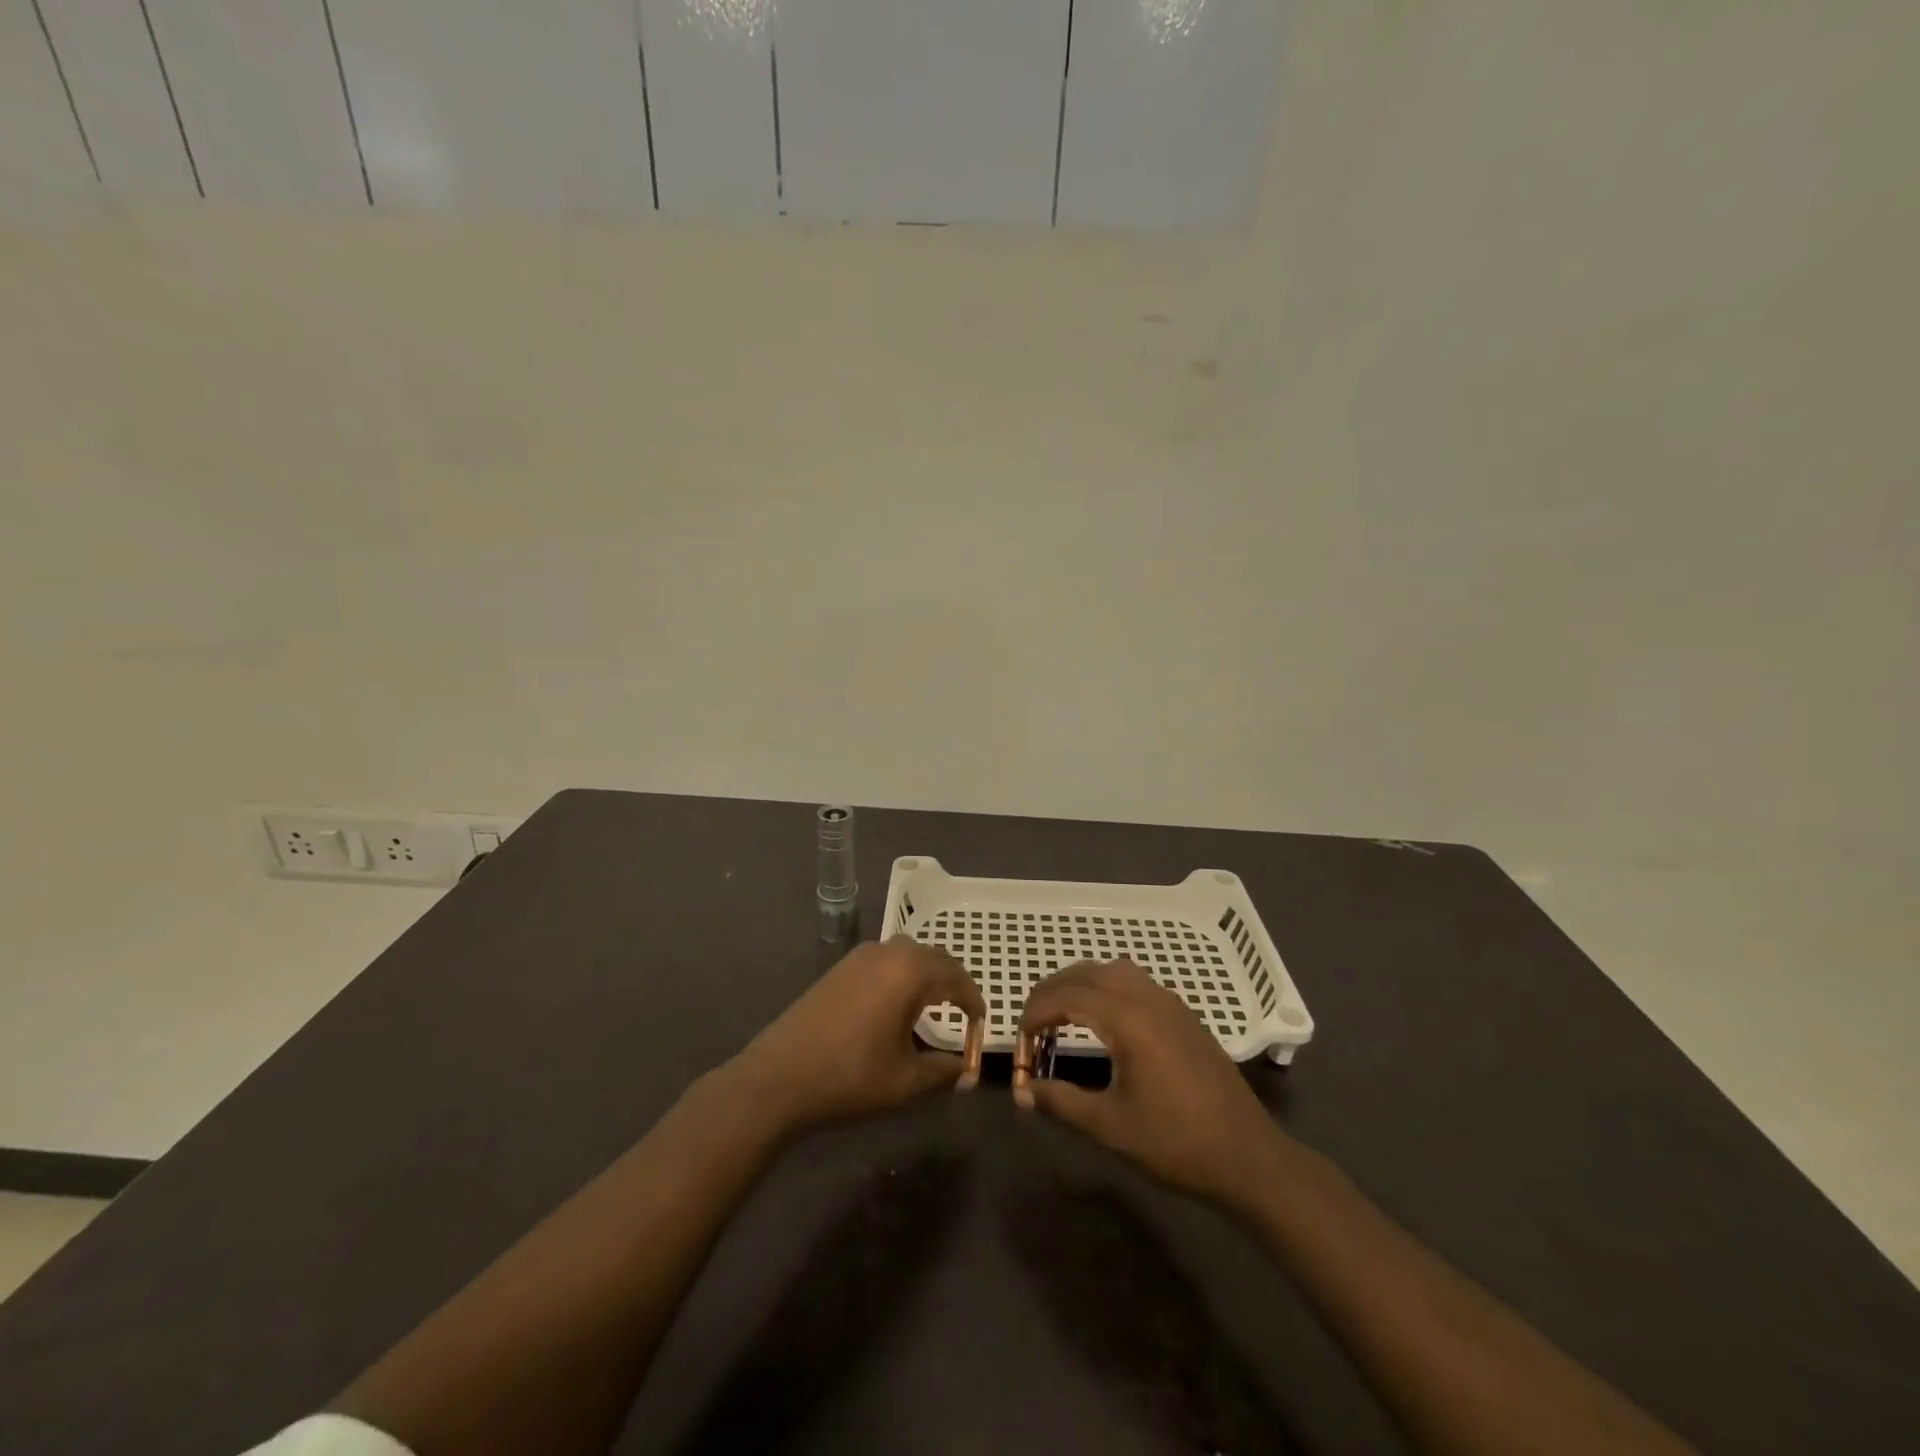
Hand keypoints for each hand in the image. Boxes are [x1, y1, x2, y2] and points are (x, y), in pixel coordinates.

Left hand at [729, 939, 985, 1131]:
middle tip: (963, 1012)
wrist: (777, 1079)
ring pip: (908, 954)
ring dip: (927, 974)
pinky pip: (885, 960)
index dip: (973, 1001)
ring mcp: (860, 956)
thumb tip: (966, 1071)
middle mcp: (887, 952)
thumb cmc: (849, 1078)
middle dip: (953, 982)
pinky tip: (896, 1004)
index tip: (980, 1025)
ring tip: (933, 1005)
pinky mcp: (840, 967)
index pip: (956, 977)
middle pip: (934, 957)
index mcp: (909, 972)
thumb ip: (943, 1071)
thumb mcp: (905, 1081)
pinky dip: (902, 974)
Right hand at [1017, 960, 1282, 1205]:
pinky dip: (1107, 988)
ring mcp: (1170, 1003)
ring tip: (1062, 1014)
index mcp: (1128, 1019)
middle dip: (1053, 990)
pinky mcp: (1184, 1015)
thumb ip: (1061, 1103)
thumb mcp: (1110, 1127)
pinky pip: (1136, 982)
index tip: (1019, 1038)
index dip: (1036, 1011)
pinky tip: (1104, 1022)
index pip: (1068, 996)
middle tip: (1032, 1022)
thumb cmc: (1176, 1143)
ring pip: (1114, 971)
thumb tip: (1022, 1092)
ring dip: (1082, 984)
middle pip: (1088, 973)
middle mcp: (1148, 998)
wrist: (1248, 1157)